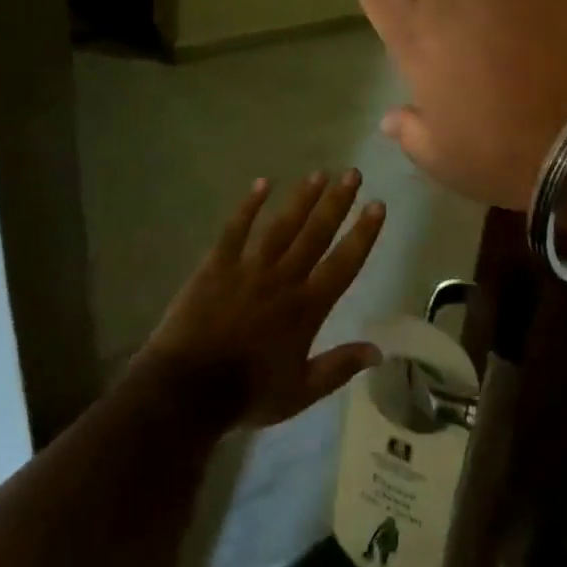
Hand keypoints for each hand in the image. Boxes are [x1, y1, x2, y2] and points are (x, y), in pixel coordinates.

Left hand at [142, 171, 386, 428]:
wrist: (187, 390)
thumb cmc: (248, 394)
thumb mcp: (301, 390)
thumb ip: (339, 367)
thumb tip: (378, 351)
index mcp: (307, 307)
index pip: (343, 263)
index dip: (363, 233)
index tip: (377, 204)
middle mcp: (283, 279)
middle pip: (315, 233)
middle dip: (337, 202)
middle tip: (353, 173)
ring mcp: (249, 268)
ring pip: (281, 225)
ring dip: (302, 198)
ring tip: (319, 173)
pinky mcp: (217, 265)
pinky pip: (235, 229)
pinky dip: (248, 206)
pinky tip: (262, 183)